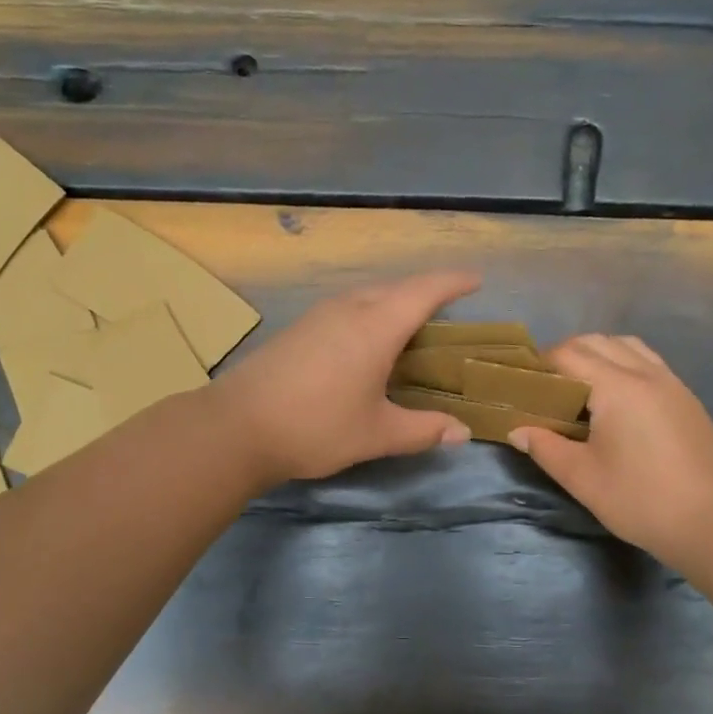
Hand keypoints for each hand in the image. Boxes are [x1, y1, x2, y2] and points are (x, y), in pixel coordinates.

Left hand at [212, 271, 479, 483]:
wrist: (236, 427)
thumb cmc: (316, 427)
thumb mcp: (376, 434)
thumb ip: (423, 430)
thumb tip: (462, 433)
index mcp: (376, 326)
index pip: (424, 291)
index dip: (453, 282)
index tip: (476, 280)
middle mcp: (348, 309)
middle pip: (396, 288)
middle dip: (427, 291)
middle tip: (449, 308)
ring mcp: (319, 316)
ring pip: (368, 295)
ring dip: (395, 301)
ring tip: (413, 324)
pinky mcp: (299, 329)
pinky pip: (348, 307)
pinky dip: (371, 314)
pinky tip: (368, 341)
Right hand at [510, 335, 712, 570]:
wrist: (711, 522)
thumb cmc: (639, 500)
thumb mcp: (582, 478)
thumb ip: (545, 447)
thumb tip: (517, 431)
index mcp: (616, 387)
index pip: (569, 354)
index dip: (541, 363)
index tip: (524, 385)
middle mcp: (645, 372)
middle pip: (597, 341)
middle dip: (567, 354)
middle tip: (548, 387)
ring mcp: (671, 382)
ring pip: (627, 346)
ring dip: (598, 355)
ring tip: (582, 388)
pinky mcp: (686, 397)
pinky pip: (649, 362)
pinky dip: (624, 364)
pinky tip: (617, 400)